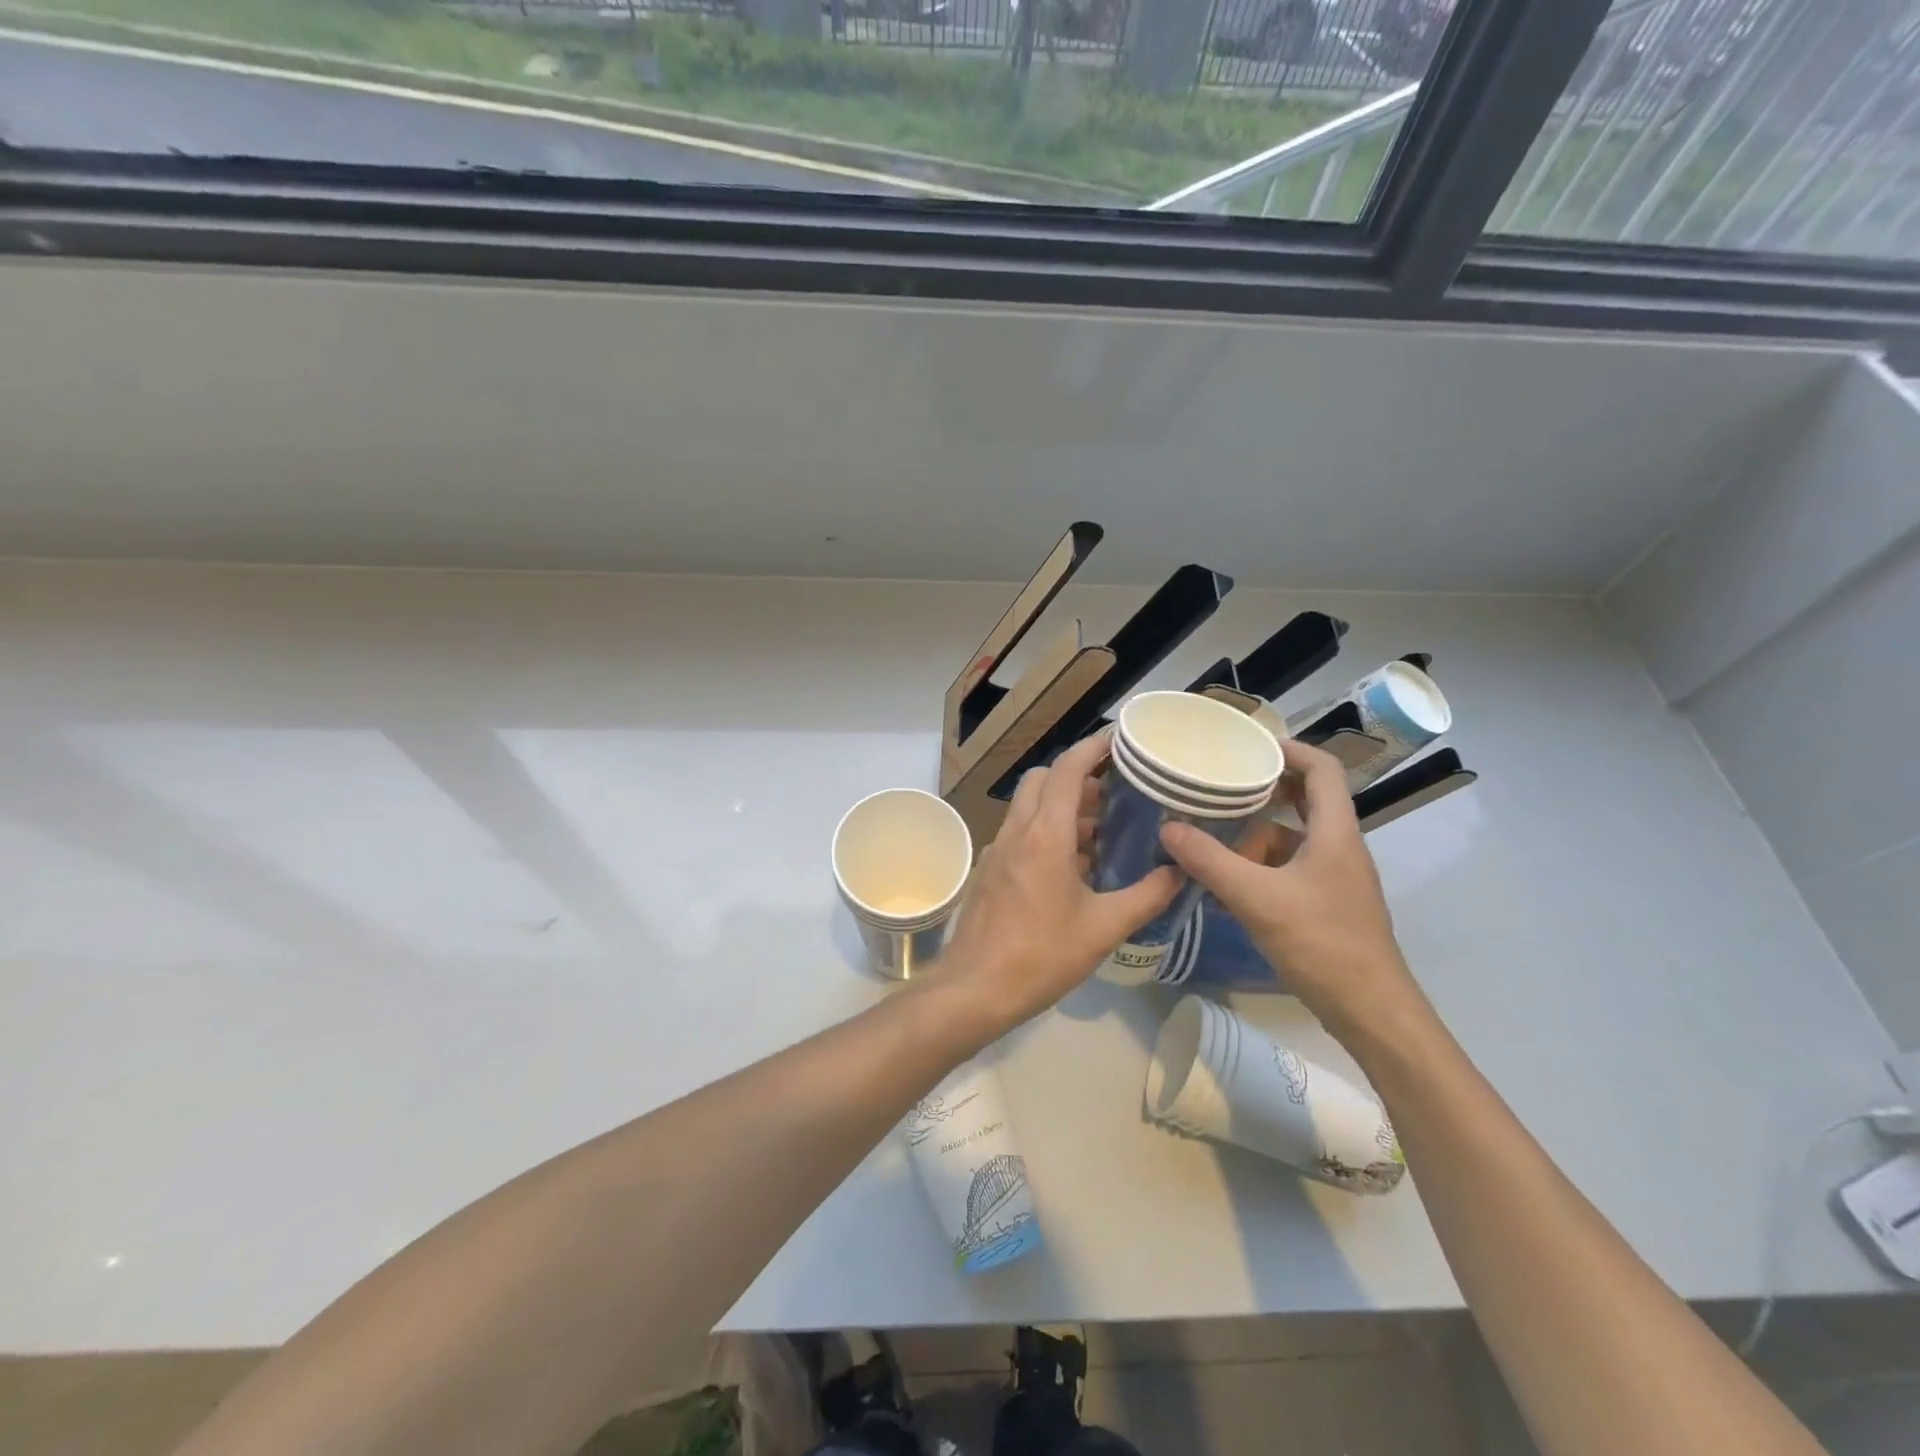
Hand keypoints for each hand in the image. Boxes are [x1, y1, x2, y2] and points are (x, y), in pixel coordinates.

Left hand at [939, 732, 1180, 1034]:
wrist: (974, 988)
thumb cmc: (1041, 955)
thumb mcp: (1103, 928)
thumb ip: (1146, 896)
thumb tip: (1179, 873)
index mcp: (1044, 834)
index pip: (1066, 769)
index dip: (1092, 748)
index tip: (1119, 742)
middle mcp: (1017, 831)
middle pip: (1043, 780)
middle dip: (1076, 778)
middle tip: (1114, 796)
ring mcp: (997, 850)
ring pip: (1029, 808)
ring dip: (1062, 808)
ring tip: (1101, 833)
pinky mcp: (990, 871)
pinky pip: (1021, 834)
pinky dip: (1046, 833)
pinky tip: (1072, 868)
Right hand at [1158, 738, 1426, 1048]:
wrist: (1371, 1013)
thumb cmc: (1322, 945)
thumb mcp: (1258, 899)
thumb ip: (1210, 862)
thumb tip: (1168, 828)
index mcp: (1335, 833)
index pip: (1322, 769)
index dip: (1288, 749)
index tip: (1246, 746)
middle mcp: (1339, 847)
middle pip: (1305, 800)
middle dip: (1262, 790)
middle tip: (1218, 785)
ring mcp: (1335, 878)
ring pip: (1292, 838)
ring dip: (1255, 832)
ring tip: (1210, 833)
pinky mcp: (1325, 904)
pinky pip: (1288, 869)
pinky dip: (1258, 866)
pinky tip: (1225, 881)